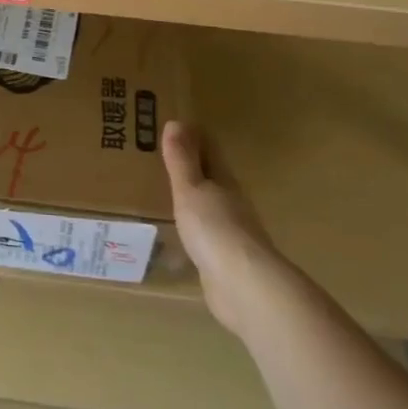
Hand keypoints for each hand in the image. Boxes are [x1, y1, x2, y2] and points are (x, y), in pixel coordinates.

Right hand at [162, 121, 287, 335]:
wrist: (243, 286)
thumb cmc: (215, 229)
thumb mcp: (191, 189)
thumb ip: (182, 160)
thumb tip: (176, 122)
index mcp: (224, 181)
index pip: (209, 150)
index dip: (194, 136)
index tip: (174, 124)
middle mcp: (231, 202)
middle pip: (211, 176)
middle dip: (192, 165)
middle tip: (163, 154)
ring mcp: (231, 233)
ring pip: (209, 206)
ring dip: (193, 197)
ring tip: (167, 192)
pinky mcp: (225, 261)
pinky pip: (206, 235)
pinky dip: (194, 227)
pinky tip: (180, 233)